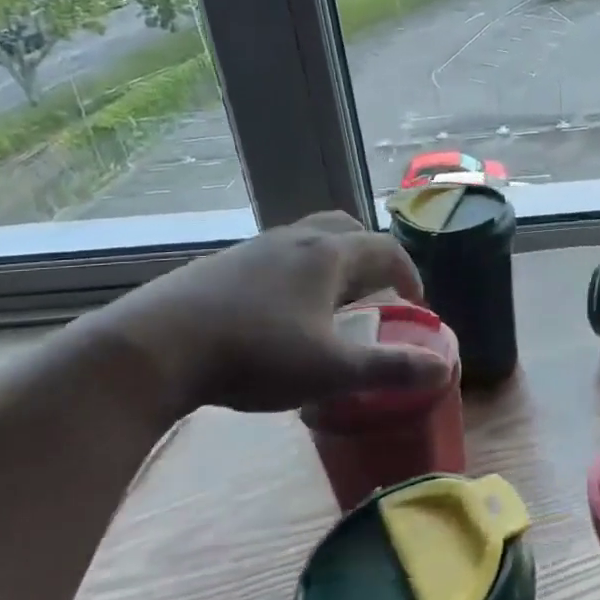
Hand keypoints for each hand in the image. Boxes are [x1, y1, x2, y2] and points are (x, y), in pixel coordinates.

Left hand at [88, 211, 451, 415]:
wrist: (155, 347)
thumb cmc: (256, 353)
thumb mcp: (331, 370)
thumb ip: (390, 369)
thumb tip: (444, 369)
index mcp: (328, 254)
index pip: (385, 248)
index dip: (409, 273)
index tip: (416, 302)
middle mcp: (294, 239)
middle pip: (345, 229)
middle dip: (369, 256)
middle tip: (376, 290)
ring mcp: (253, 248)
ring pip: (306, 240)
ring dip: (330, 263)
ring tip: (330, 302)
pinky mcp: (220, 265)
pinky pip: (274, 257)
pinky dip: (295, 273)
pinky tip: (279, 312)